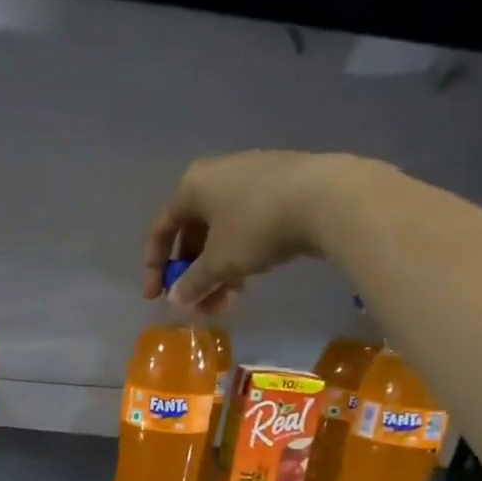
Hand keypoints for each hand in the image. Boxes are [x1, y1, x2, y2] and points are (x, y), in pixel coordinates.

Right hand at [144, 150, 377, 314]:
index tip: (156, 298)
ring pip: (222, 233)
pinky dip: (240, 256)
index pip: (162, 229)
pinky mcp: (280, 187)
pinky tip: (248, 281)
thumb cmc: (256, 226)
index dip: (154, 267)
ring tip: (227, 302)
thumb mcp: (219, 262)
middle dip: (193, 275)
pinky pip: (246, 226)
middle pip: (193, 233)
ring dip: (217, 272)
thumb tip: (175, 300)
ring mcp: (251, 178)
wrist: (327, 198)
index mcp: (192, 186)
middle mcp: (217, 175)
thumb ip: (192, 283)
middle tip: (198, 305)